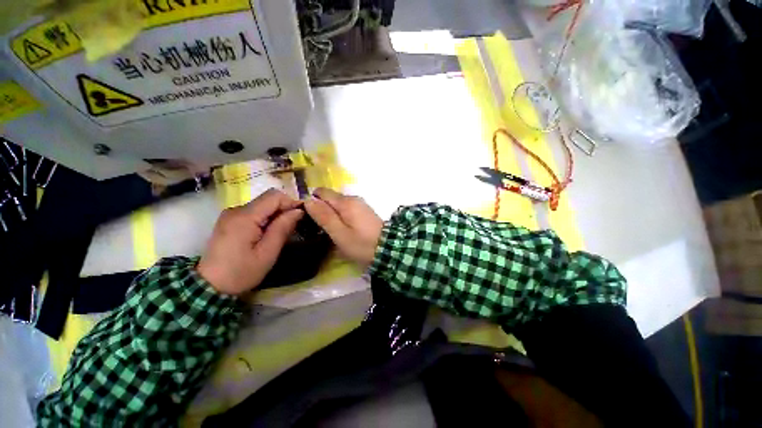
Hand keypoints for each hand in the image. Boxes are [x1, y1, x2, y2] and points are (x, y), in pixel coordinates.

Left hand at [197, 189, 303, 294]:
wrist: (211, 284)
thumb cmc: (240, 273)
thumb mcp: (266, 256)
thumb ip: (281, 230)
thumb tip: (297, 212)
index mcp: (245, 216)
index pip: (274, 196)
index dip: (290, 203)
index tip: (300, 219)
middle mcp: (235, 209)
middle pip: (265, 200)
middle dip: (280, 212)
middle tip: (288, 233)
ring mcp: (228, 214)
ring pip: (257, 207)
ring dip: (269, 218)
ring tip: (273, 239)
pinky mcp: (225, 221)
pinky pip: (247, 214)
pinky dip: (258, 222)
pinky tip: (258, 239)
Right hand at [304, 188, 383, 267]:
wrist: (389, 251)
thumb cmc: (361, 244)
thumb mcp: (339, 234)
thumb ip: (323, 216)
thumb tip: (307, 200)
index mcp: (345, 201)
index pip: (321, 192)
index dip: (311, 202)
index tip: (306, 217)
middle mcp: (352, 198)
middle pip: (329, 198)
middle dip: (320, 208)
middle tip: (315, 227)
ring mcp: (360, 205)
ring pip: (337, 204)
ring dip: (330, 214)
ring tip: (326, 231)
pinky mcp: (364, 213)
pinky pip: (345, 210)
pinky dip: (339, 217)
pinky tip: (339, 230)